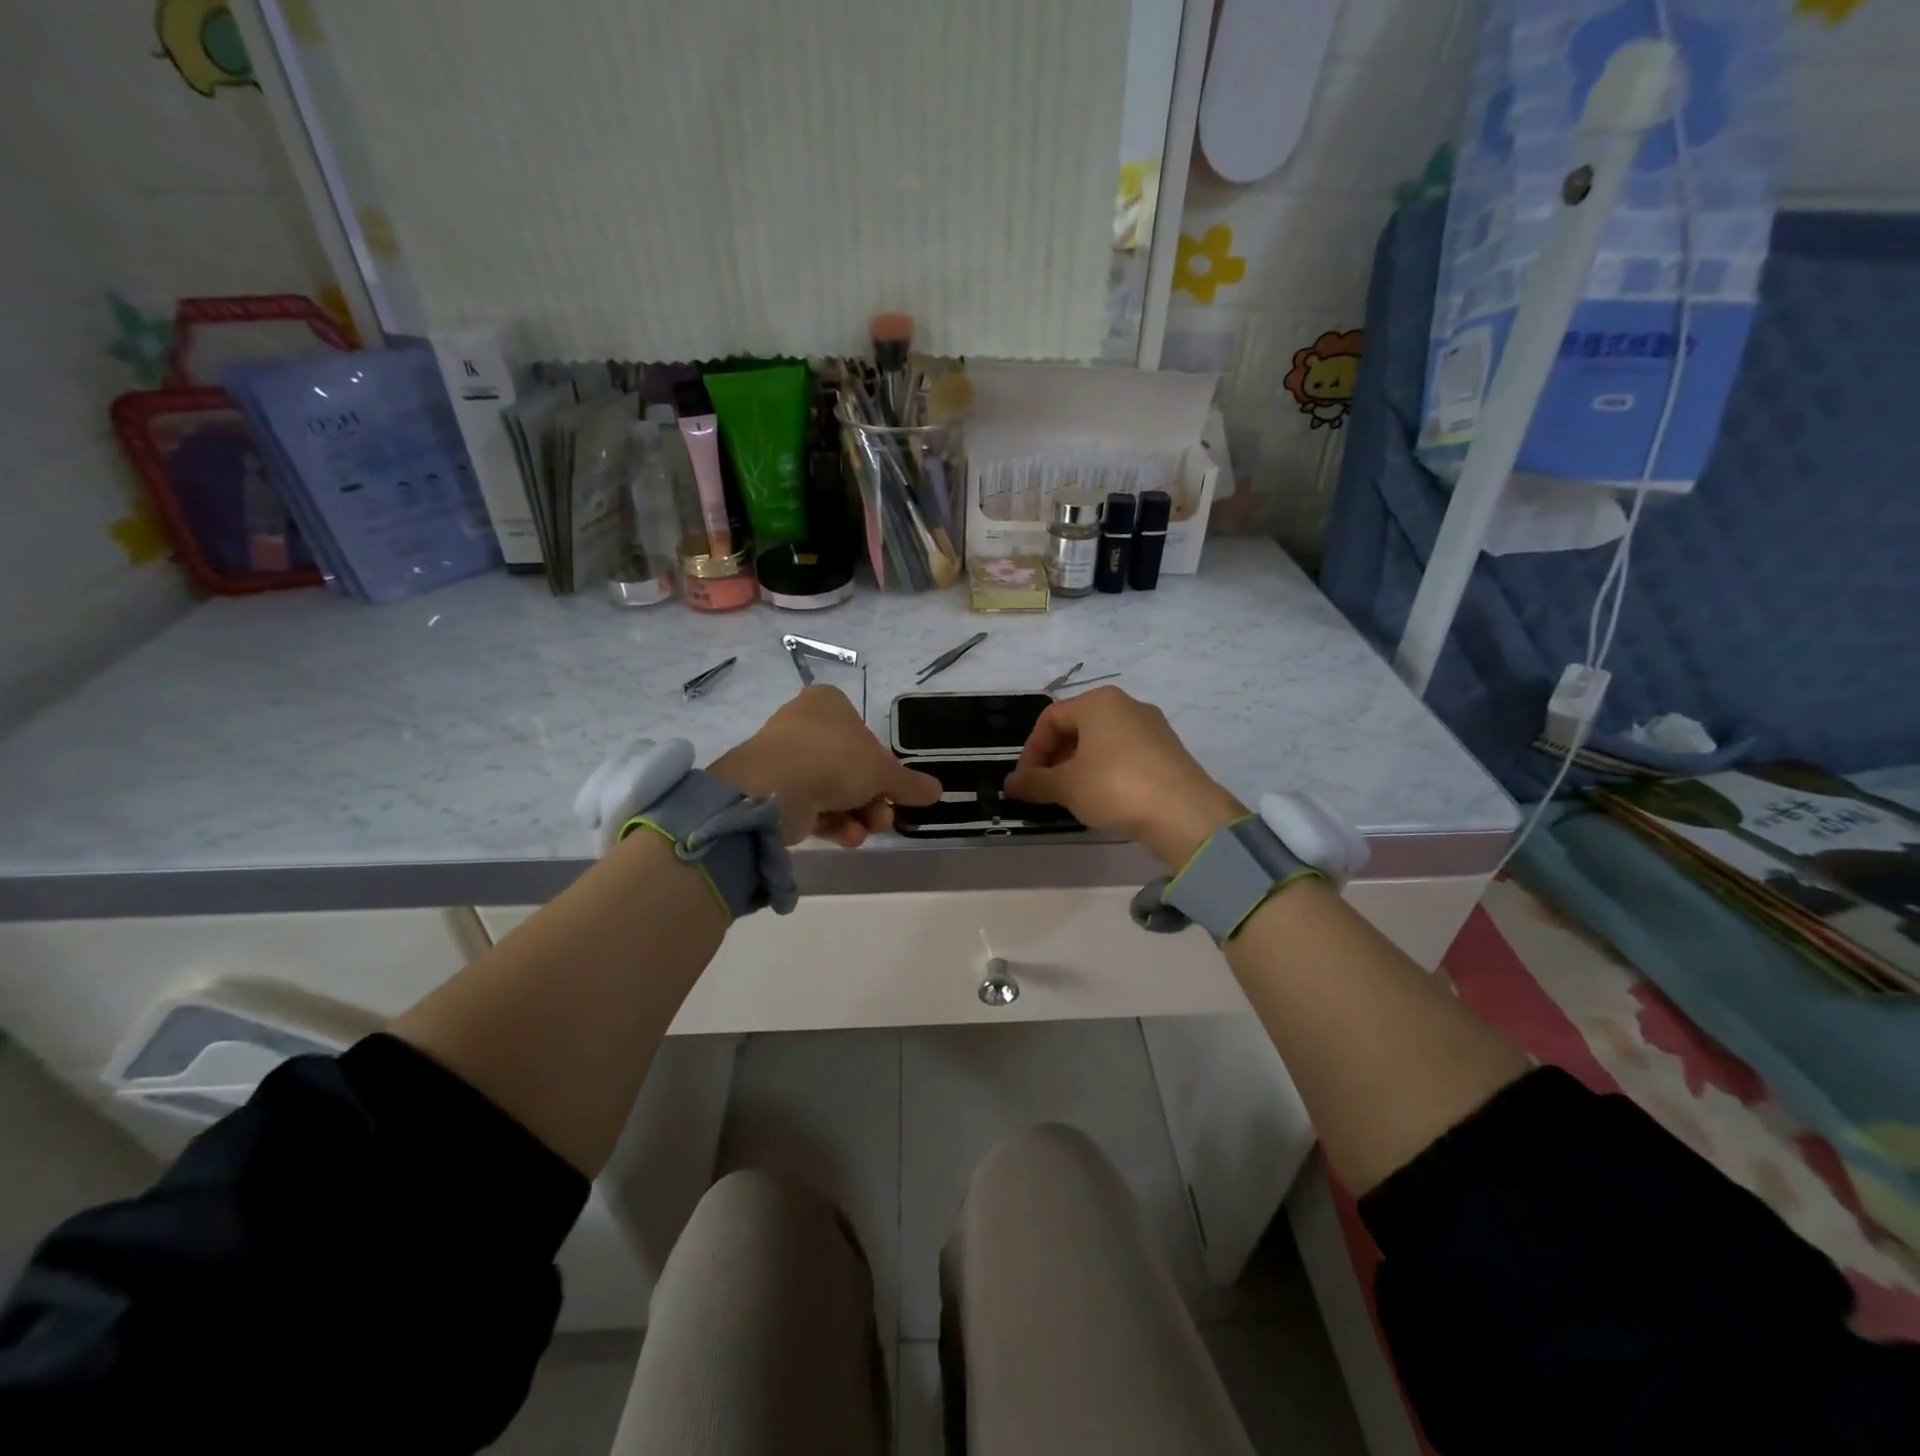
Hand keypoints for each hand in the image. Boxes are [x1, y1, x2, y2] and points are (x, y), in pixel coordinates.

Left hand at [710, 685, 941, 847]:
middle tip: (885, 818)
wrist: (776, 787)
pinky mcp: (773, 790)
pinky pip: (811, 806)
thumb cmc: (835, 759)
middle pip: (850, 766)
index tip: (893, 789)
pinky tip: (849, 838)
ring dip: (857, 814)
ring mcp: (785, 758)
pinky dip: (833, 822)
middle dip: (872, 798)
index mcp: (828, 704)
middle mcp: (803, 725)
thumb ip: (910, 783)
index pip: (862, 732)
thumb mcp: (884, 772)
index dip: (881, 764)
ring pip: (832, 789)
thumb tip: (937, 791)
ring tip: (870, 830)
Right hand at [1004, 687, 1245, 868]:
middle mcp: (1127, 705)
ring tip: (1072, 798)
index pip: (1050, 719)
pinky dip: (1106, 772)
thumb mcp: (1066, 786)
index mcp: (1098, 702)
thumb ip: (1034, 782)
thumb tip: (1010, 783)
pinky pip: (1125, 755)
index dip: (1031, 751)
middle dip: (1055, 759)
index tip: (1025, 782)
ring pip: (1102, 742)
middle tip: (1046, 790)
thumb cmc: (1115, 787)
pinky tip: (1104, 799)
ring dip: (1079, 767)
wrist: (1185, 813)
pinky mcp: (1168, 751)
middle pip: (1077, 728)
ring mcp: (1152, 727)